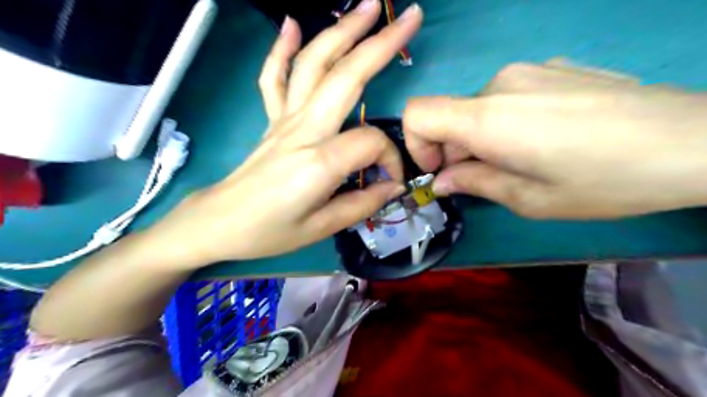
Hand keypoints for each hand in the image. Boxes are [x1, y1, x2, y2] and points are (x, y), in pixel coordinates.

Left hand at [152, 1, 420, 265]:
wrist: (218, 223)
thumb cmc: (268, 232)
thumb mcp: (322, 228)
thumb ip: (362, 204)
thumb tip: (392, 187)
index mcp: (319, 161)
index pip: (371, 143)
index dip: (390, 161)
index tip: (389, 183)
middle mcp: (303, 129)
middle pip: (346, 76)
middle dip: (381, 44)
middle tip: (410, 17)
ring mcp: (283, 119)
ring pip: (313, 64)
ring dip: (341, 31)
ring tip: (367, 7)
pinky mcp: (270, 120)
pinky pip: (274, 77)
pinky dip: (282, 48)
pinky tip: (292, 23)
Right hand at [403, 58, 706, 217]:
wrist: (697, 140)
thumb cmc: (604, 180)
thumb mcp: (529, 199)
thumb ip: (474, 184)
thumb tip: (442, 180)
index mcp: (488, 117)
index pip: (418, 112)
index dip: (416, 143)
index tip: (440, 170)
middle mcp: (500, 83)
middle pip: (450, 116)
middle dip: (457, 151)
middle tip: (489, 179)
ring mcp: (529, 70)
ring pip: (479, 109)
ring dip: (484, 139)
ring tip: (524, 162)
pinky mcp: (553, 68)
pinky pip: (508, 98)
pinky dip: (507, 123)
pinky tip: (548, 139)